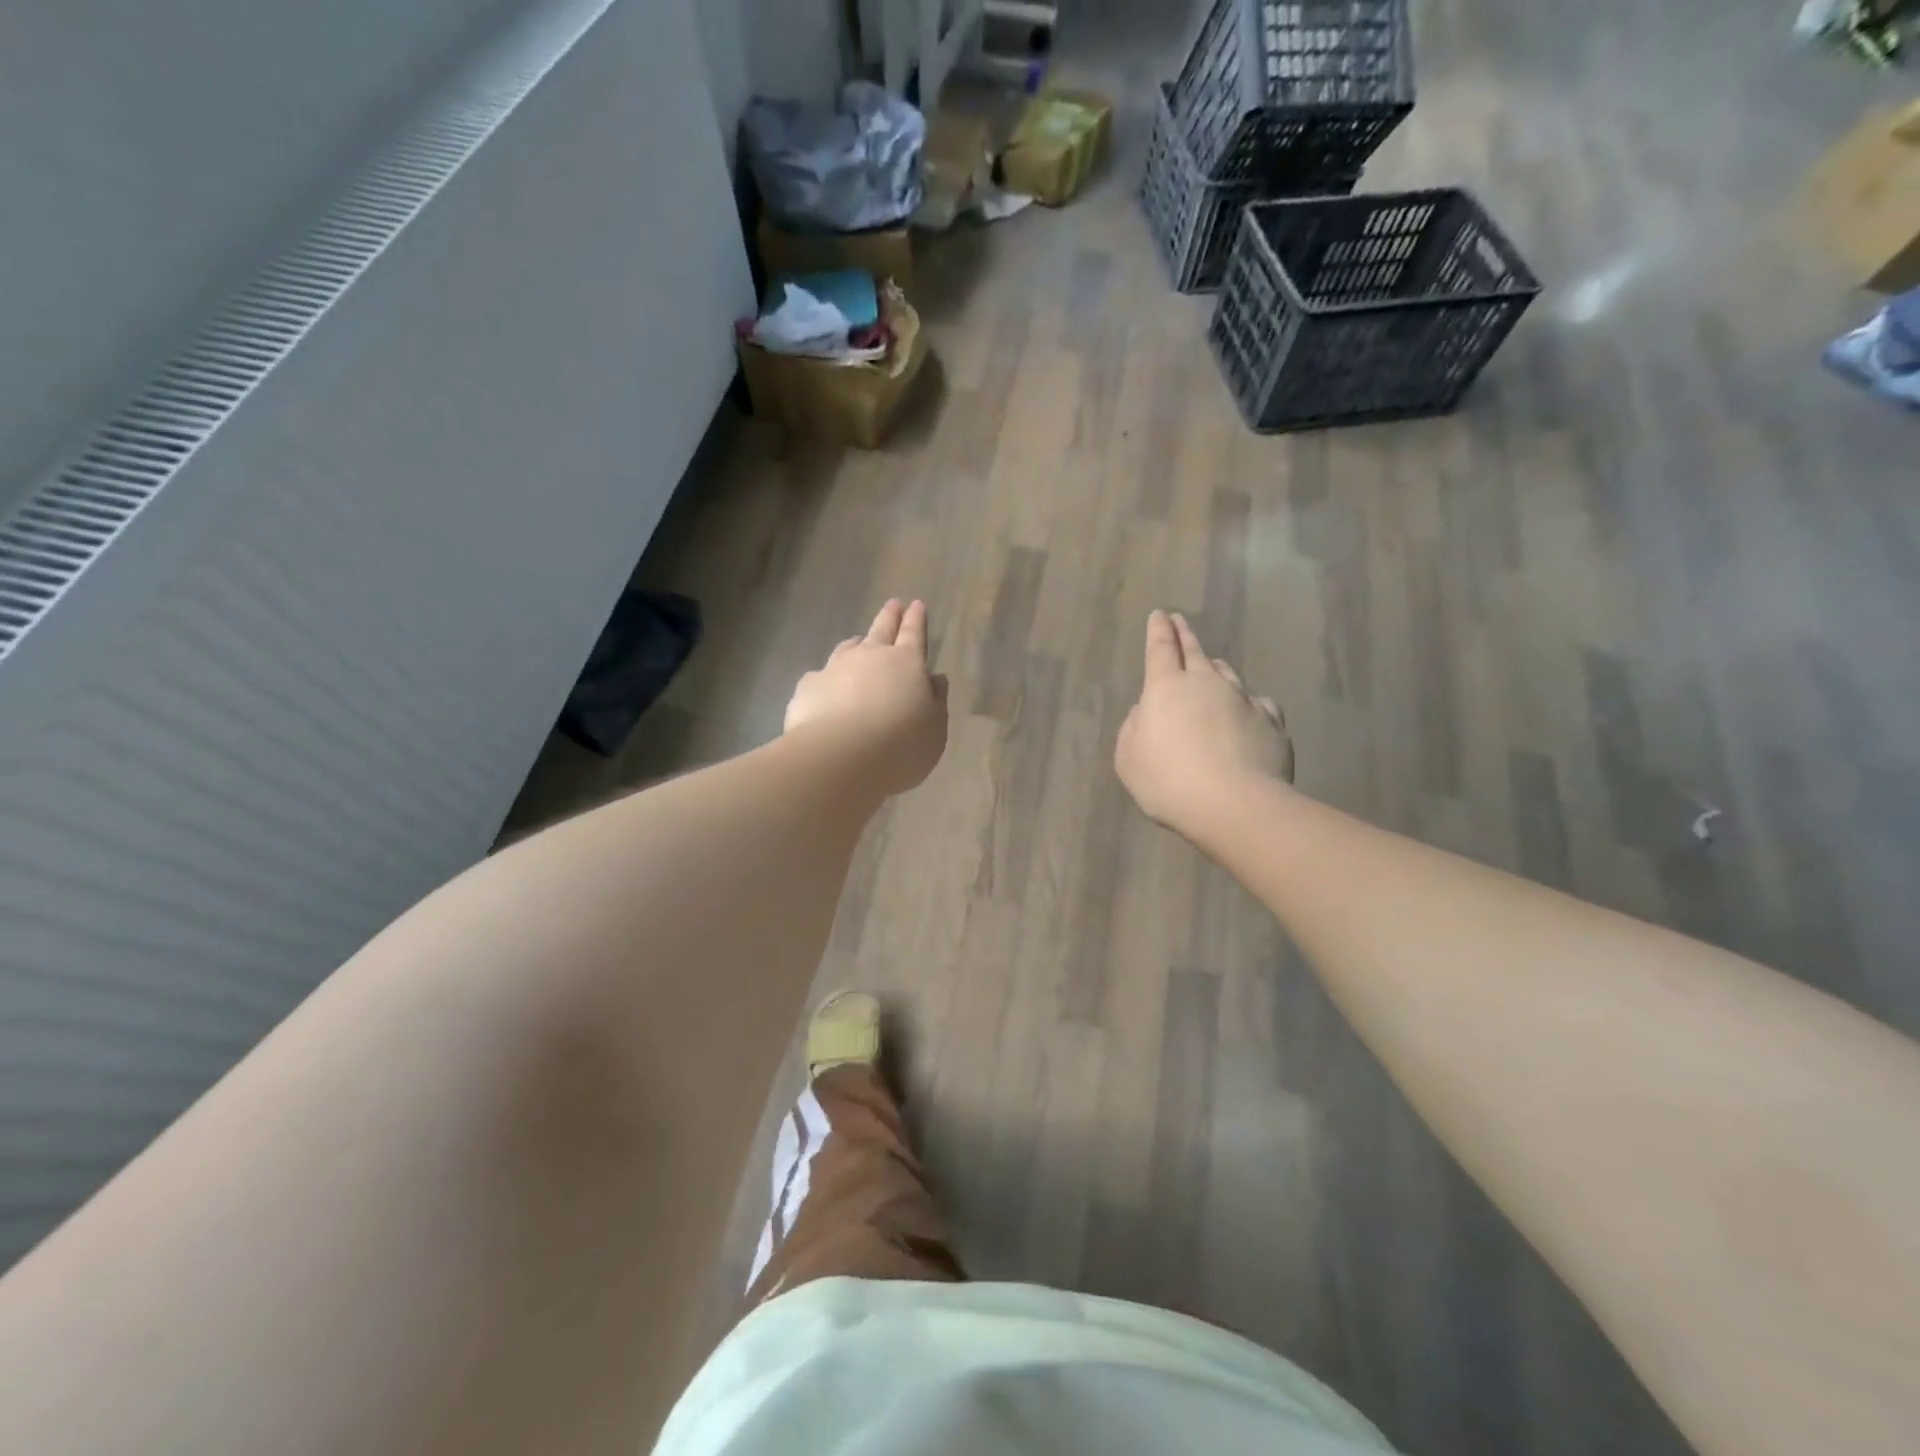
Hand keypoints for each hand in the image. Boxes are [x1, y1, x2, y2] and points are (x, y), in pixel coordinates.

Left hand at [785, 599, 948, 796]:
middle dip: (889, 615)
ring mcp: (834, 668)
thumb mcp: (935, 729)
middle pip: (881, 629)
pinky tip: (826, 689)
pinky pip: (821, 676)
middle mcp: (869, 656)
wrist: (840, 759)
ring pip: (848, 647)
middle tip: (893, 604)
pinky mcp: (808, 687)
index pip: (913, 633)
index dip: (916, 619)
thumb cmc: (900, 745)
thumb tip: (934, 679)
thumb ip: (936, 701)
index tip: (916, 604)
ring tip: (858, 642)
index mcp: (906, 662)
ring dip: (857, 643)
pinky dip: (828, 678)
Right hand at [1115, 610, 1293, 837]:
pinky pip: (1258, 703)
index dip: (1158, 630)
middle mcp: (1207, 684)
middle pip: (1195, 651)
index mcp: (1166, 689)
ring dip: (1216, 668)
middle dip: (1184, 633)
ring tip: (1212, 667)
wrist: (1235, 805)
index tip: (1160, 614)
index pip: (1161, 649)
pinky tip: (1247, 713)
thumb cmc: (1168, 782)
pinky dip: (1248, 703)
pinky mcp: (1272, 722)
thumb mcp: (1129, 760)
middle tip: (1179, 620)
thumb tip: (1145, 712)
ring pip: (1228, 673)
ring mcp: (1244, 700)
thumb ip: (1133, 730)